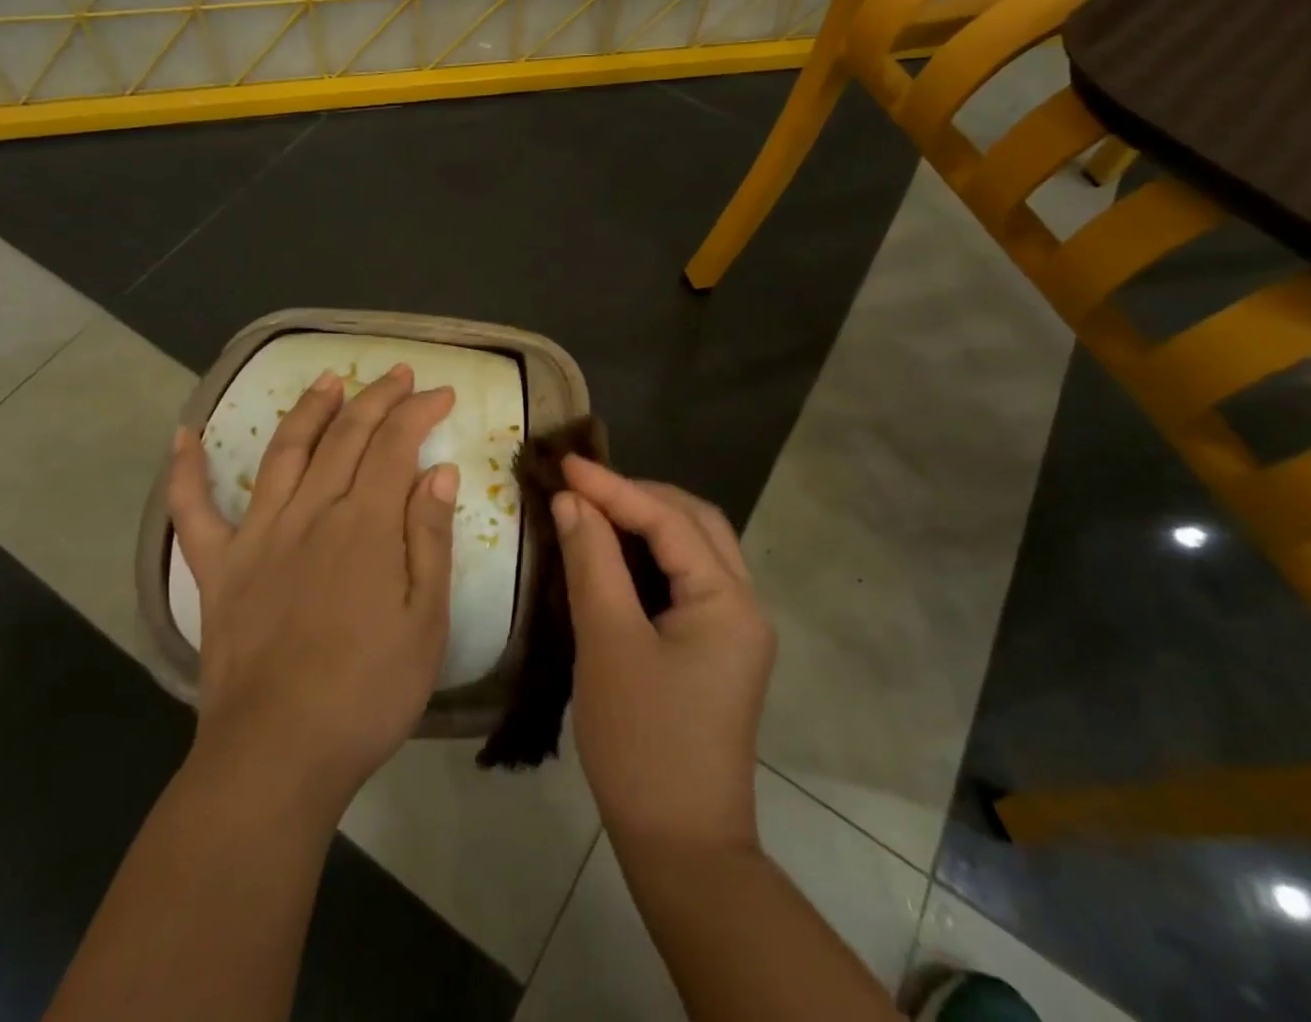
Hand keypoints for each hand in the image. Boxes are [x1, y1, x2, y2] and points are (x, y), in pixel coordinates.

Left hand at [165, 364, 458, 815]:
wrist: (278, 754)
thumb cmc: (367, 692)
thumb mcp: (424, 621)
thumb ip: (429, 539)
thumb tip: (438, 472)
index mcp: (364, 525)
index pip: (395, 445)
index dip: (419, 411)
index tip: (442, 392)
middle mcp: (310, 513)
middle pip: (345, 435)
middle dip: (376, 398)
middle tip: (398, 373)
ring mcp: (258, 536)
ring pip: (284, 452)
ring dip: (308, 409)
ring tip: (328, 379)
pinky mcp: (218, 567)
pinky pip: (193, 511)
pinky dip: (185, 471)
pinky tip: (183, 437)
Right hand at [553, 458, 774, 853]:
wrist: (681, 846)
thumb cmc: (641, 742)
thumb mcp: (607, 643)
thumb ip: (592, 561)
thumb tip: (573, 501)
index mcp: (727, 600)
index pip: (668, 520)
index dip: (614, 487)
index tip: (566, 465)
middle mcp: (744, 603)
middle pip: (695, 523)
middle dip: (640, 496)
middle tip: (585, 486)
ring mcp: (735, 627)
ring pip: (695, 548)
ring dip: (648, 521)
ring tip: (596, 508)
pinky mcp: (718, 647)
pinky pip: (688, 578)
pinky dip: (652, 555)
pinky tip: (616, 554)